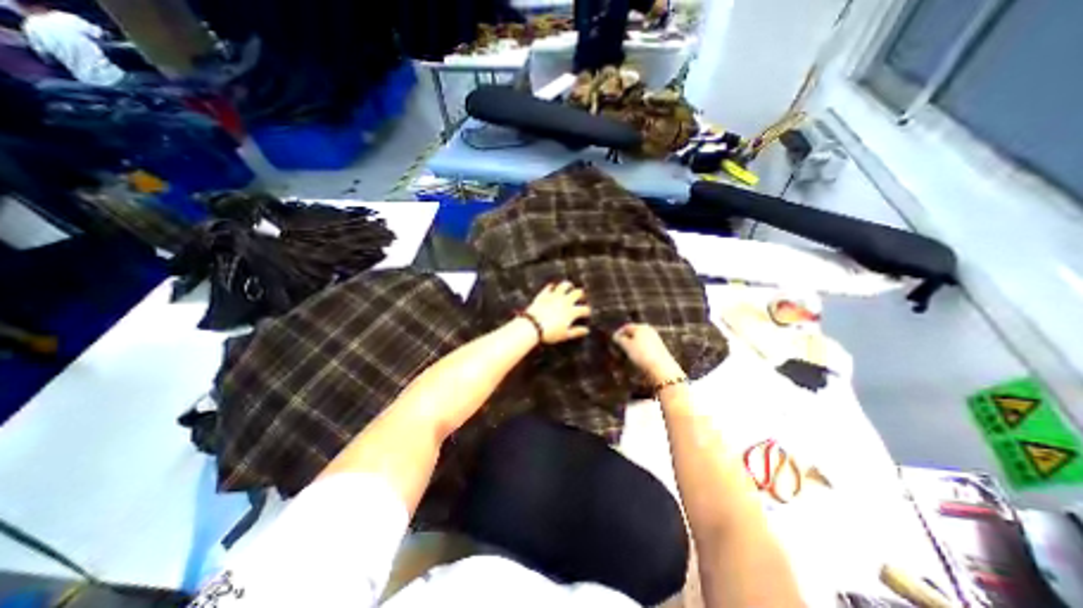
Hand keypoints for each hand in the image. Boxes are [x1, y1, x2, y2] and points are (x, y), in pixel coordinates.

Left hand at [525, 281, 591, 343]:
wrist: (532, 326)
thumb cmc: (550, 333)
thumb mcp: (565, 335)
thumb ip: (577, 332)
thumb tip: (586, 330)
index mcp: (572, 312)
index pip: (584, 309)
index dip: (587, 311)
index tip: (586, 313)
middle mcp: (565, 301)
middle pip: (577, 293)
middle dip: (581, 295)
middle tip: (581, 297)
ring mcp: (554, 296)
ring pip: (564, 285)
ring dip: (568, 285)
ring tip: (569, 287)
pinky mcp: (544, 295)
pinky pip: (549, 287)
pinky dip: (552, 287)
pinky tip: (553, 287)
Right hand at [613, 326, 679, 382]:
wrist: (661, 368)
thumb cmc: (642, 354)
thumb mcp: (627, 346)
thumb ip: (620, 339)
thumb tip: (615, 336)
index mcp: (640, 327)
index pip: (626, 327)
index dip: (618, 333)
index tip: (613, 340)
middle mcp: (649, 330)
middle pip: (634, 332)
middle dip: (626, 338)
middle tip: (619, 346)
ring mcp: (655, 338)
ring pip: (640, 339)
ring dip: (632, 344)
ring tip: (626, 353)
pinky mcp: (659, 347)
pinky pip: (645, 345)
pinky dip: (639, 348)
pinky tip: (637, 356)